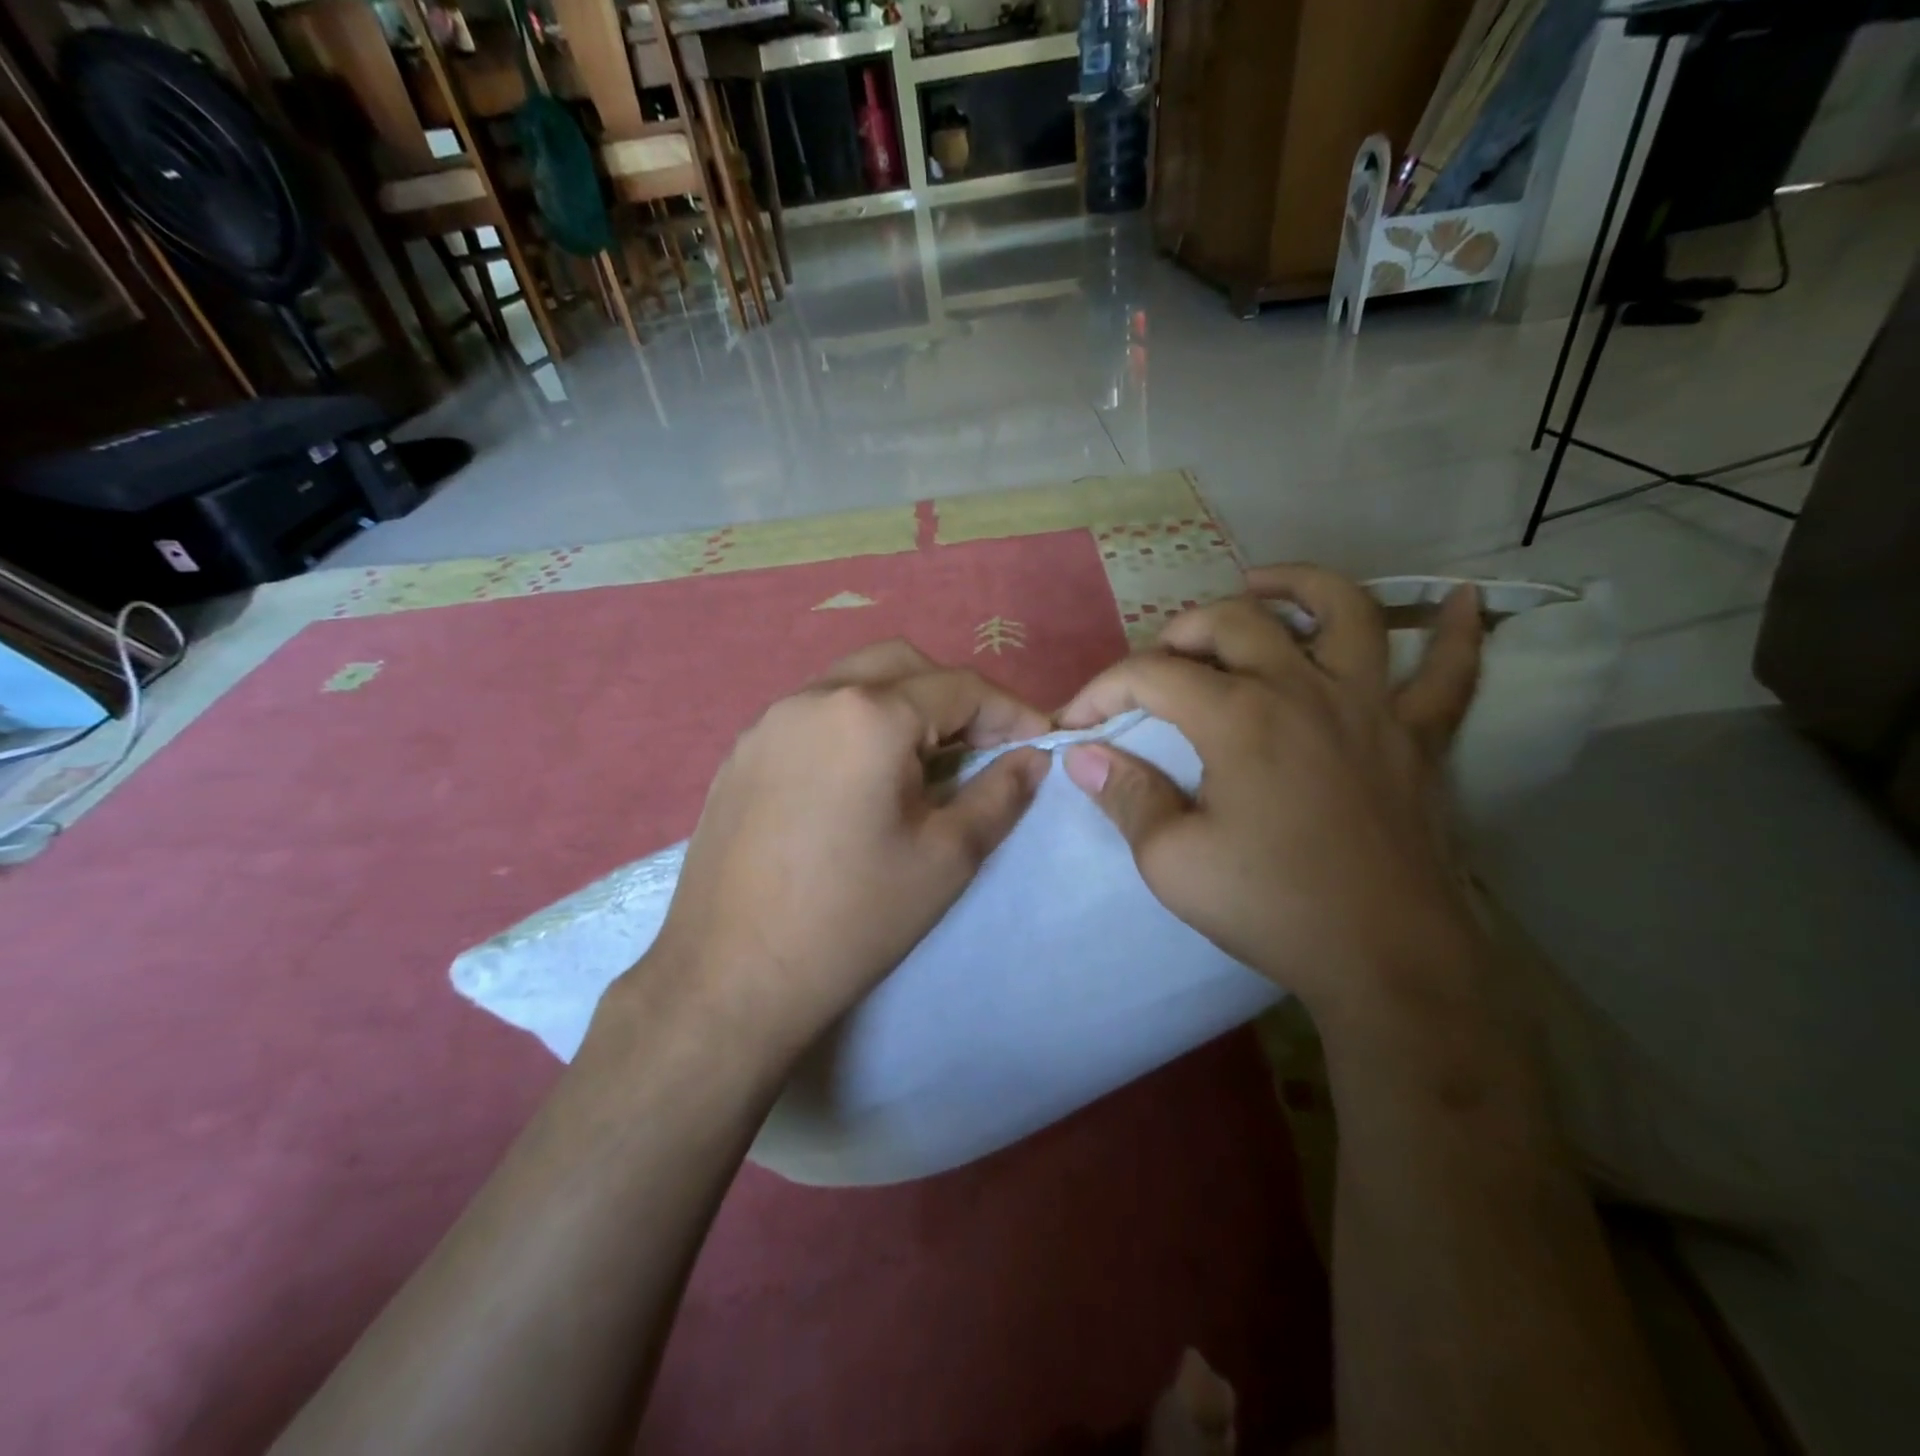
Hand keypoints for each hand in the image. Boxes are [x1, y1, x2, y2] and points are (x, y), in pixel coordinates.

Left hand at [643, 641, 1049, 1057]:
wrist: (732, 976)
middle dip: (952, 697)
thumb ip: (1000, 794)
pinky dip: (852, 725)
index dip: (1009, 712)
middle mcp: (814, 697)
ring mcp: (769, 722)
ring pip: (853, 682)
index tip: (1038, 742)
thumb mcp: (947, 857)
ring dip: (900, 706)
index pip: (960, 688)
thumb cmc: (854, 918)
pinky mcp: (742, 752)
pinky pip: (812, 714)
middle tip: (979, 749)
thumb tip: (1033, 757)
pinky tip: (858, 780)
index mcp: (870, 714)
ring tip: (922, 764)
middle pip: (904, 667)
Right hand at [1056, 565, 1484, 1020]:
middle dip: (1182, 631)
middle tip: (1159, 665)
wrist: (1389, 961)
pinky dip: (1453, 632)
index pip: (1150, 675)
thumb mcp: (1172, 862)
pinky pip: (1450, 672)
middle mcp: (1304, 690)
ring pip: (1343, 611)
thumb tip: (1084, 756)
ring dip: (1298, 586)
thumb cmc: (1273, 908)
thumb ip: (1126, 797)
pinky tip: (1458, 599)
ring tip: (1262, 586)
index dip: (1101, 691)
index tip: (1076, 724)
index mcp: (1239, 719)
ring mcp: (1371, 707)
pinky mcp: (1420, 738)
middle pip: (1235, 621)